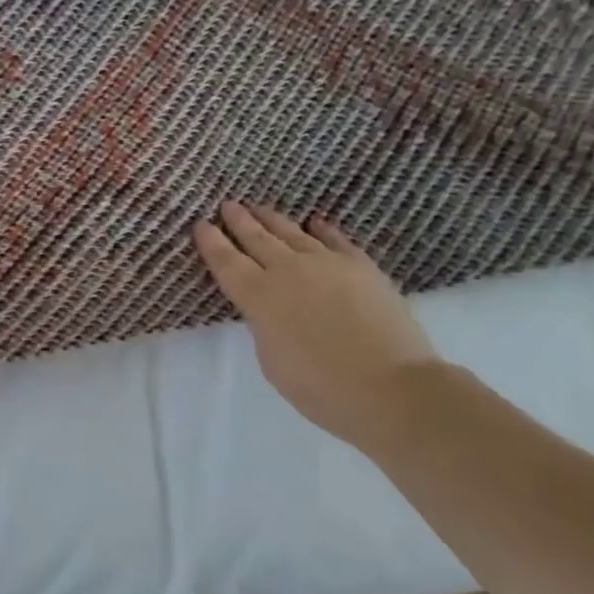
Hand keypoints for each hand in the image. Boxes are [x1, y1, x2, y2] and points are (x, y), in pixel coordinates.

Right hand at [194, 202, 440, 445]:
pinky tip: (314, 222)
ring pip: (291, 232)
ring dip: (271, 219)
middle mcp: (287, 271)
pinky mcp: (360, 265)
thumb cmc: (322, 389)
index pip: (226, 261)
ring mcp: (326, 263)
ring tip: (259, 208)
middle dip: (238, 221)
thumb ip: (264, 325)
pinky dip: (320, 229)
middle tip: (227, 205)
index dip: (211, 242)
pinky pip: (333, 239)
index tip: (201, 224)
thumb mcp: (272, 361)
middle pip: (256, 238)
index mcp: (258, 297)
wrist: (392, 388)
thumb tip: (270, 307)